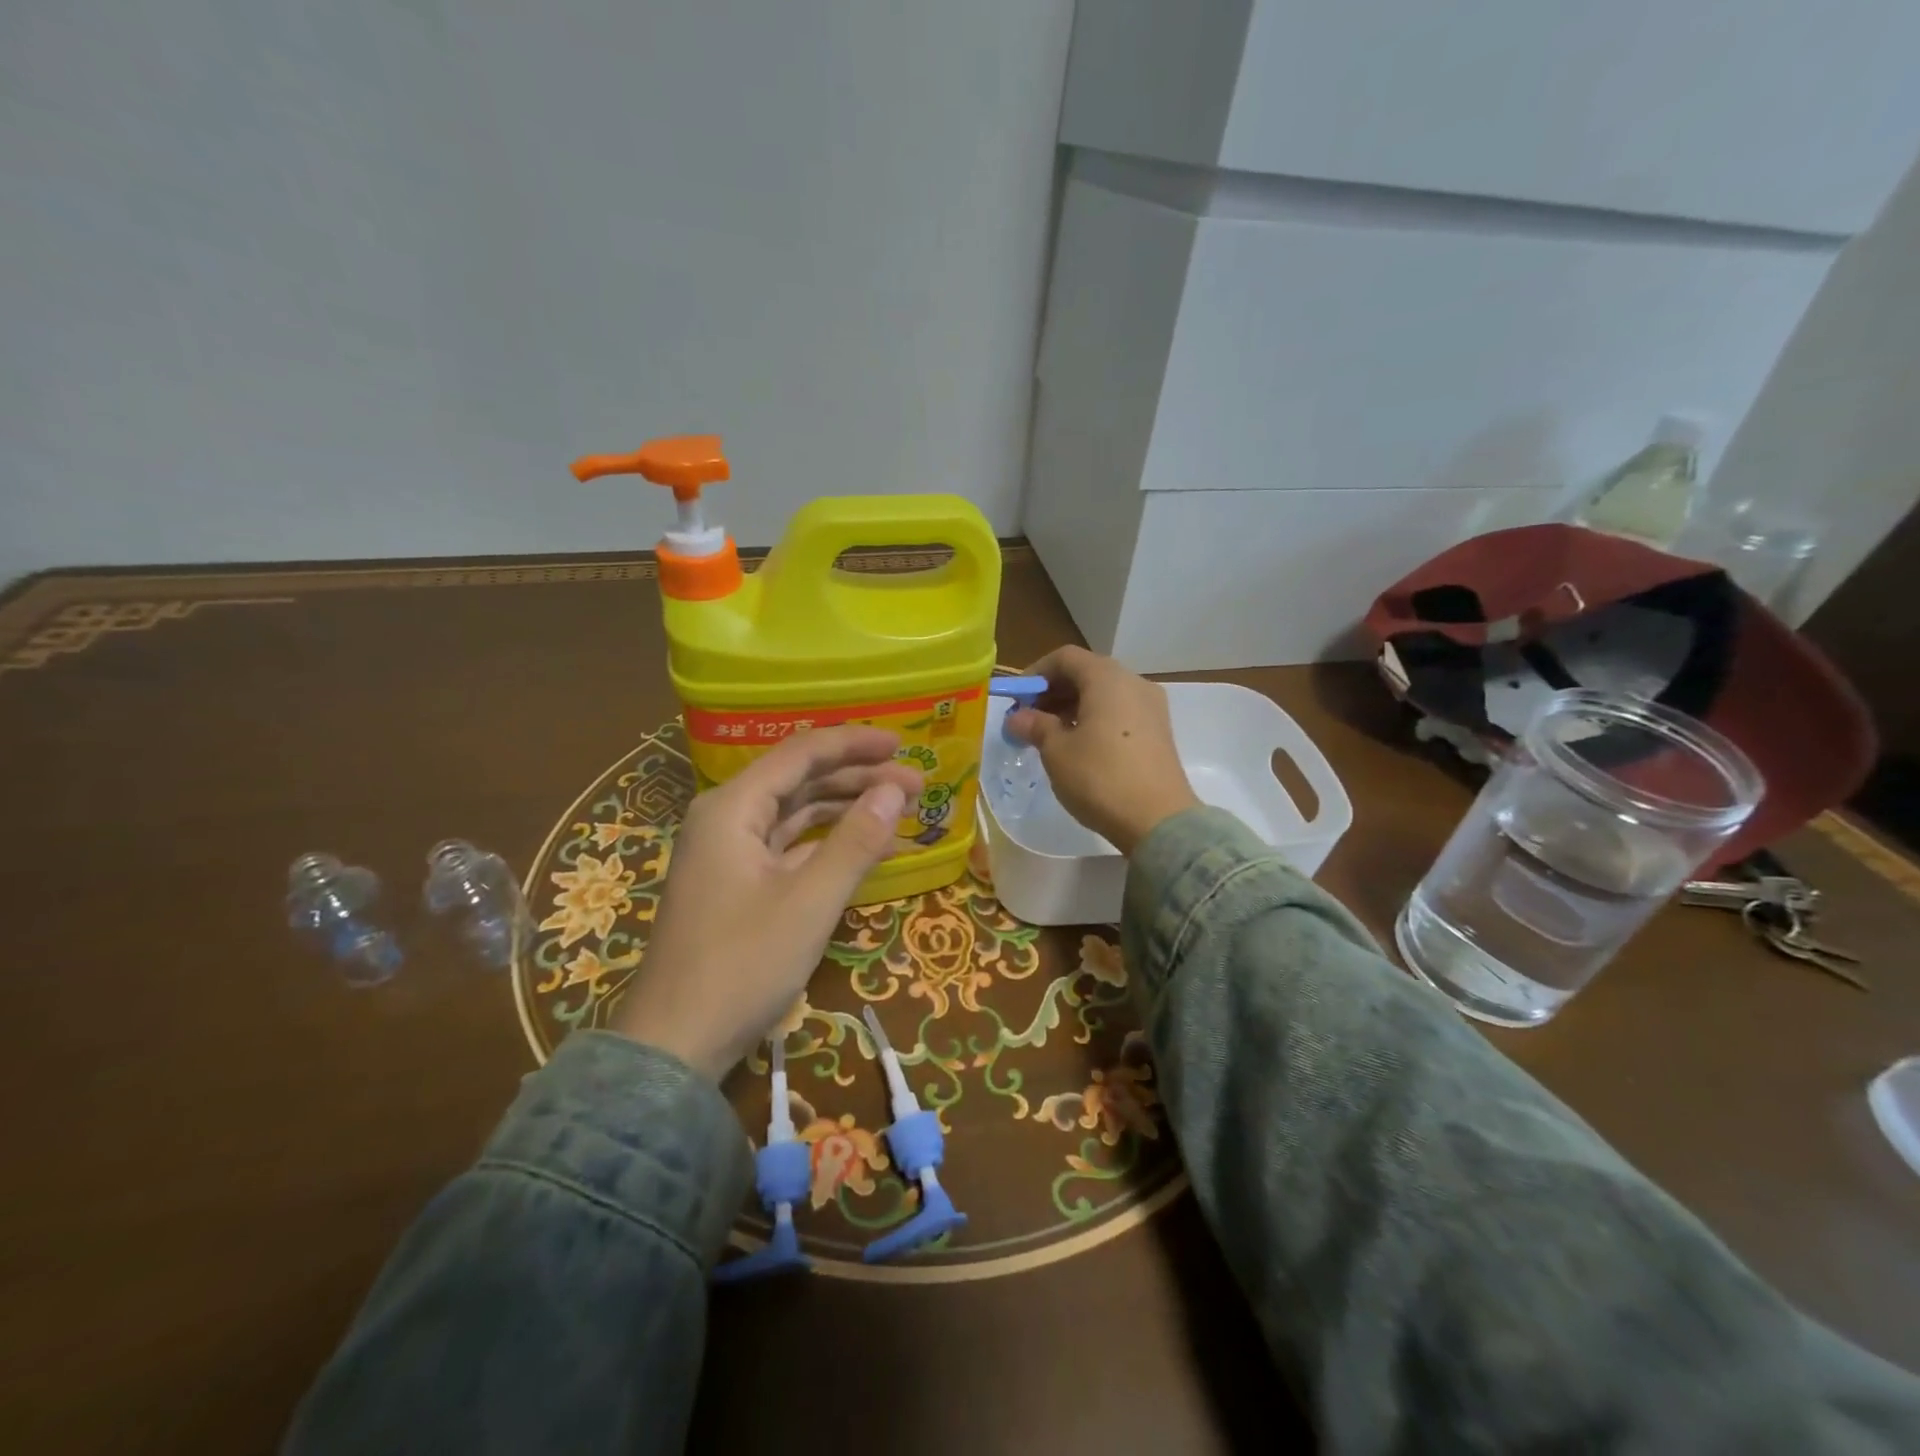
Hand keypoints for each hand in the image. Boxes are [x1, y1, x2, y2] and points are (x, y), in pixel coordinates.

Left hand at [611, 725, 921, 1079]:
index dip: (854, 743)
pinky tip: (865, 848)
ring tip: (899, 811)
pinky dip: (827, 843)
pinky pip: (789, 847)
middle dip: (858, 778)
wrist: (676, 1044)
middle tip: (916, 786)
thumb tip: (894, 790)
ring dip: (846, 809)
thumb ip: (855, 841)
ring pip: (795, 813)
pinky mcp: (737, 884)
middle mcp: (726, 818)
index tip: (903, 744)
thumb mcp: (810, 901)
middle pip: (800, 780)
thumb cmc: (742, 965)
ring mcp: (729, 853)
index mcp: (732, 808)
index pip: (801, 753)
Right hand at [1007, 646, 1198, 853]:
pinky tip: (1078, 747)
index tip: (1016, 700)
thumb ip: (1035, 726)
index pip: (1065, 658)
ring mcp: (1151, 707)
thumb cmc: (1100, 777)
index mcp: (1107, 678)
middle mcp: (1133, 682)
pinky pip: (1120, 712)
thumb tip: (1017, 718)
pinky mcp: (1159, 732)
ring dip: (1072, 707)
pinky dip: (1095, 720)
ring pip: (1104, 694)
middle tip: (1028, 720)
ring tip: (1049, 736)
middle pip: (1086, 673)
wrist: (1157, 821)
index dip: (1035, 674)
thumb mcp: (1057, 751)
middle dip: (1053, 692)